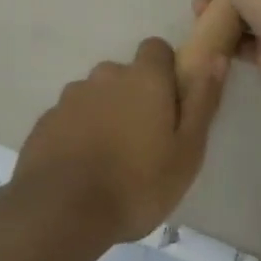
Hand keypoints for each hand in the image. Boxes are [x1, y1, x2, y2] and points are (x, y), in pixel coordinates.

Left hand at [11, 38, 225, 244]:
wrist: (61, 211)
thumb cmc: (137, 184)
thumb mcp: (187, 151)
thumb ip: (202, 101)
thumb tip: (215, 58)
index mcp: (143, 79)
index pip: (157, 49)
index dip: (165, 72)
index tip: (170, 105)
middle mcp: (105, 76)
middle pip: (125, 75)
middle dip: (134, 97)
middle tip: (143, 142)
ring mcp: (70, 97)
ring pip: (96, 96)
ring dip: (105, 115)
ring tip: (110, 160)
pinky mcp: (45, 121)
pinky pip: (70, 118)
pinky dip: (78, 133)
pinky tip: (82, 169)